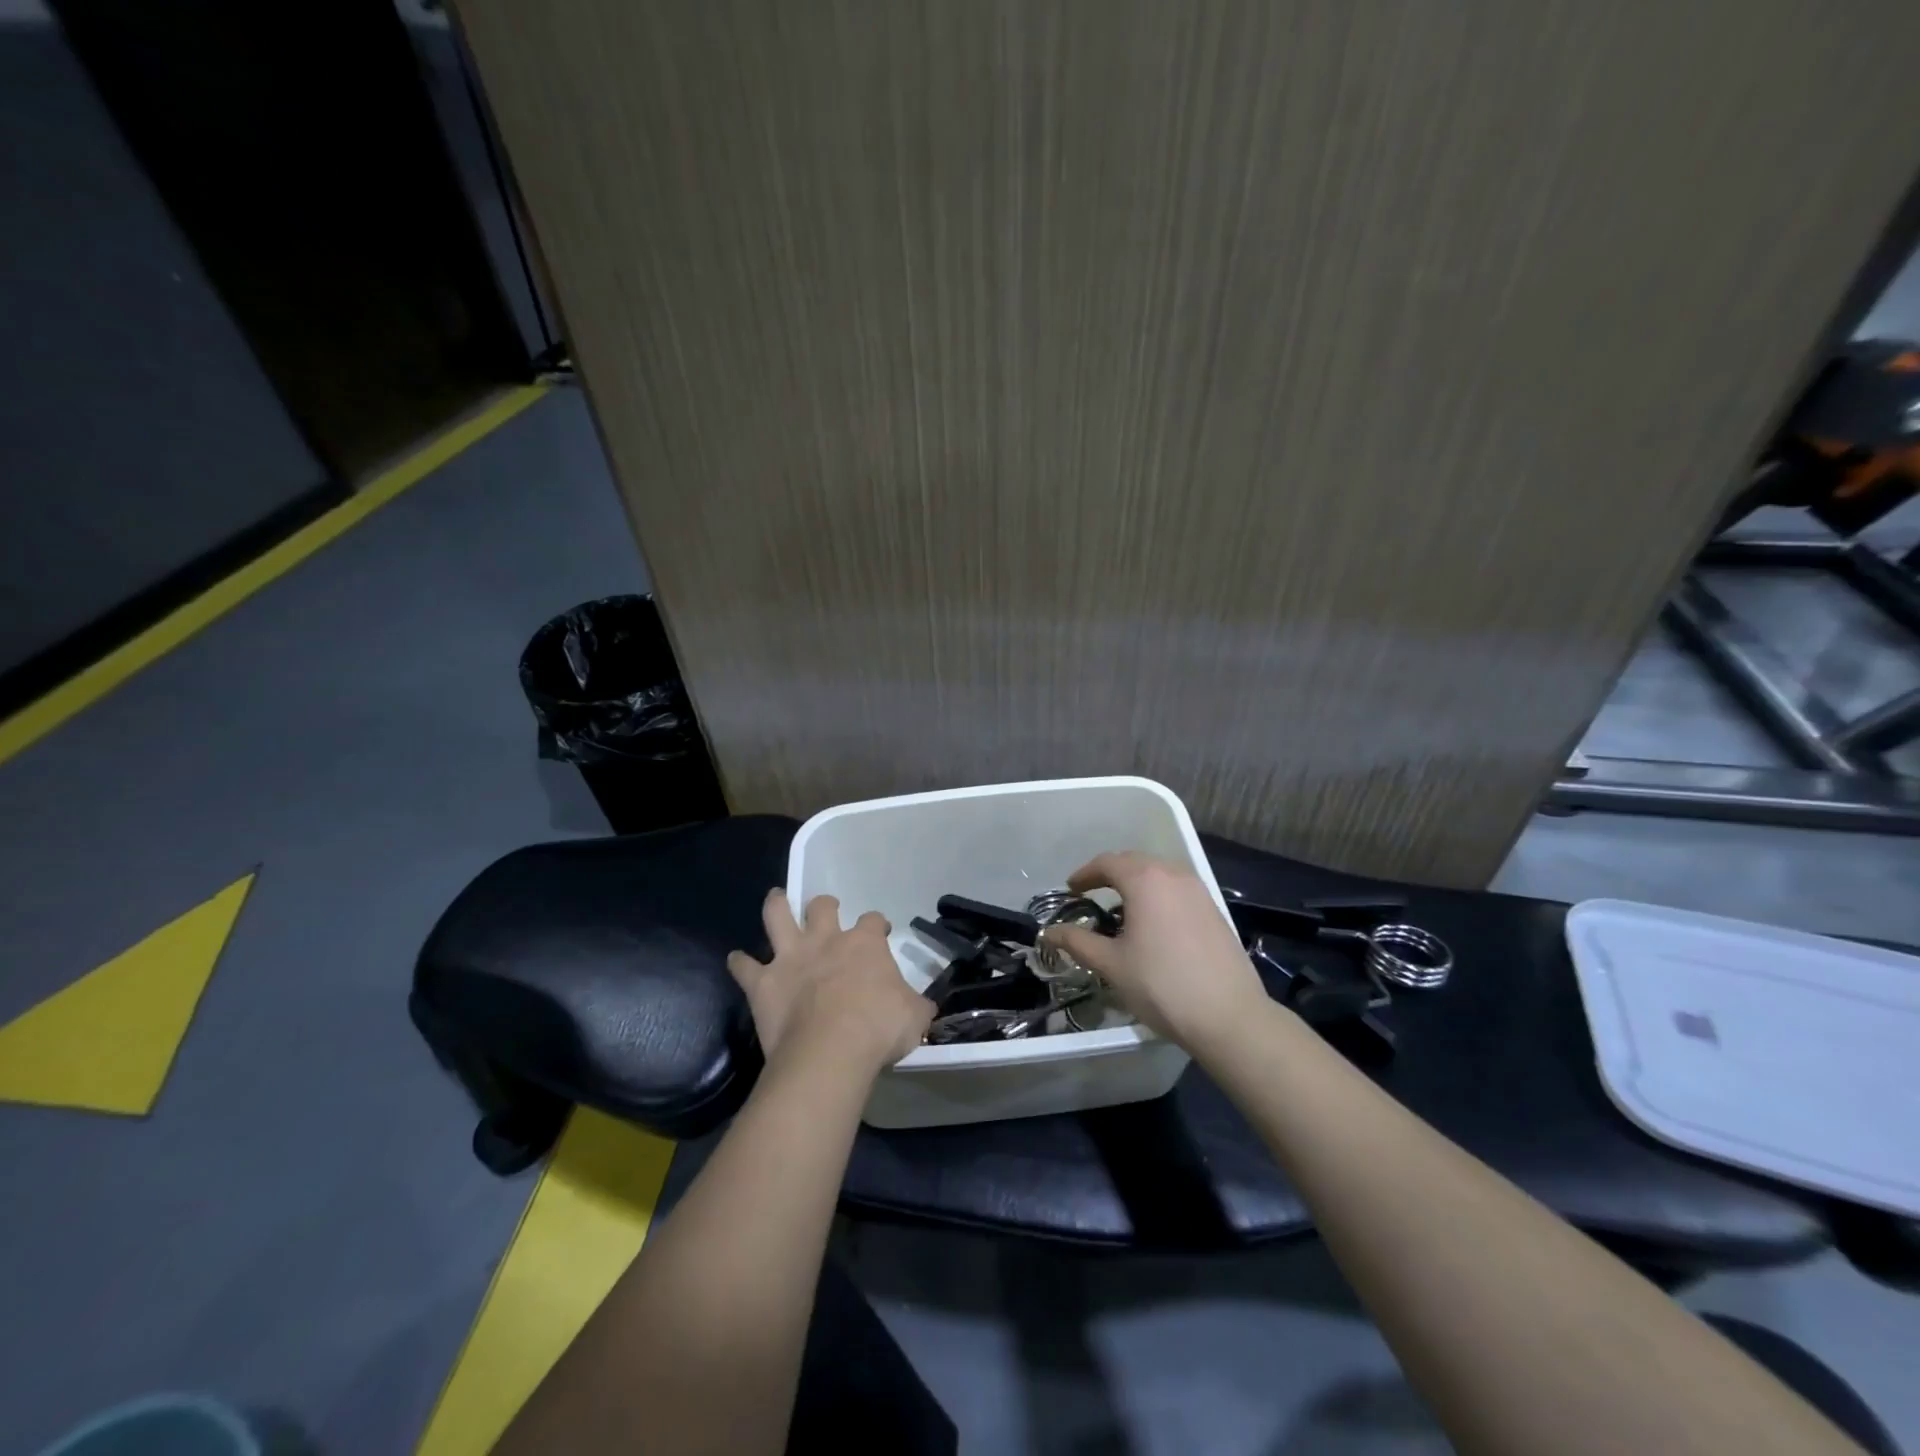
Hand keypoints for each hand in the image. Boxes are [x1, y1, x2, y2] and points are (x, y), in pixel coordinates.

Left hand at [728, 891, 933, 1073]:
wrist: (830, 1051)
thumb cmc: (878, 1029)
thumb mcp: (914, 1016)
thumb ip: (917, 1005)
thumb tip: (925, 1005)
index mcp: (864, 944)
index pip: (873, 921)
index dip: (877, 924)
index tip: (880, 932)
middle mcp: (825, 941)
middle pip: (822, 907)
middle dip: (825, 906)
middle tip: (826, 910)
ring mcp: (791, 958)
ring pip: (777, 916)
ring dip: (776, 905)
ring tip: (775, 898)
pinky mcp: (763, 983)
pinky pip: (744, 967)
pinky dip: (740, 963)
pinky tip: (736, 960)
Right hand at [1042, 852, 1268, 1052]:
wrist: (1229, 1016)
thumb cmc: (1162, 985)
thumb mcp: (1111, 965)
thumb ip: (1078, 942)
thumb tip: (1049, 932)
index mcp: (1145, 881)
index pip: (1107, 862)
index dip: (1085, 873)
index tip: (1071, 889)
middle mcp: (1174, 875)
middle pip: (1134, 862)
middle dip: (1110, 874)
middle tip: (1091, 894)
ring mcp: (1199, 891)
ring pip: (1159, 874)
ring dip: (1136, 883)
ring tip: (1120, 909)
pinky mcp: (1214, 910)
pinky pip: (1177, 890)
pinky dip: (1158, 895)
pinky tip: (1152, 924)